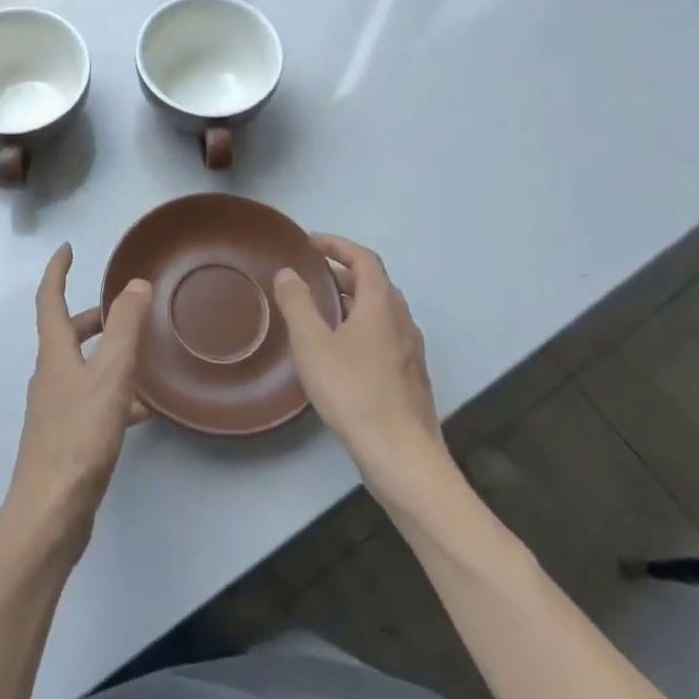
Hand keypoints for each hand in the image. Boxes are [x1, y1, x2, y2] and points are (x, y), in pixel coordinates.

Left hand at [2, 244, 151, 558]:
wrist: (51, 513)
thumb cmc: (79, 437)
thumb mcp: (110, 376)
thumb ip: (125, 328)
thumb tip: (135, 284)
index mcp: (54, 354)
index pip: (49, 299)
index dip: (57, 271)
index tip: (68, 249)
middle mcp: (50, 376)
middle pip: (66, 334)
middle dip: (92, 316)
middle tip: (123, 309)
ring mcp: (56, 409)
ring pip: (83, 368)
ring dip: (108, 355)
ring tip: (144, 358)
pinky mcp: (67, 438)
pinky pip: (93, 401)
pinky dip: (116, 394)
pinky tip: (143, 412)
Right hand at [273, 234, 450, 501]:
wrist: (402, 456)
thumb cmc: (354, 392)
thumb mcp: (313, 344)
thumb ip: (298, 304)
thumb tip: (288, 273)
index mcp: (381, 304)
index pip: (364, 258)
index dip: (337, 244)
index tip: (310, 242)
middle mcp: (401, 321)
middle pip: (375, 282)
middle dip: (342, 271)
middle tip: (311, 273)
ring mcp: (410, 351)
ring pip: (381, 310)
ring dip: (353, 299)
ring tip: (321, 308)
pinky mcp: (410, 377)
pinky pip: (384, 334)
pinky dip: (361, 325)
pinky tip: (341, 349)